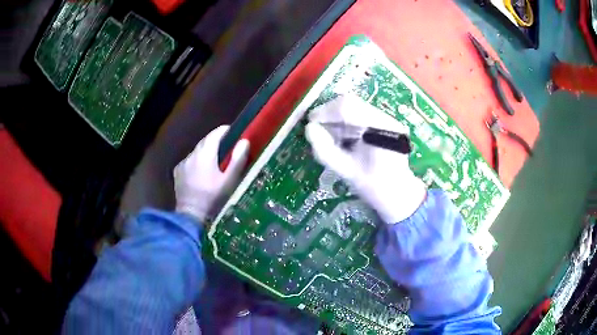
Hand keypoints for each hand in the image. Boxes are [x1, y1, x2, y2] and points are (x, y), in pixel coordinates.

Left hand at [174, 125, 249, 222]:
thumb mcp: (229, 181)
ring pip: (197, 152)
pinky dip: (196, 163)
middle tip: (227, 149)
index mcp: (205, 153)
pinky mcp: (178, 172)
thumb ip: (237, 160)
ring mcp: (183, 163)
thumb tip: (244, 141)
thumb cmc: (213, 198)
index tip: (234, 134)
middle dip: (216, 142)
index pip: (215, 133)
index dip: (226, 131)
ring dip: (206, 153)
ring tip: (215, 164)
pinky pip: (189, 162)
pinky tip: (201, 174)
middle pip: (205, 141)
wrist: (191, 216)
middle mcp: (192, 154)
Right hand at [305, 95, 425, 222]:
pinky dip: (345, 123)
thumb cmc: (374, 187)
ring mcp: (387, 119)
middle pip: (350, 102)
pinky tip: (342, 138)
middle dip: (329, 113)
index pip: (348, 107)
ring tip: (329, 137)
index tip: (310, 124)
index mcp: (380, 130)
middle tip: (317, 129)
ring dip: (336, 118)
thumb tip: (308, 129)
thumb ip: (326, 151)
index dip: (325, 112)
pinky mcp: (384, 122)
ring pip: (354, 106)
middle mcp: (386, 118)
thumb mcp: (347, 171)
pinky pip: (359, 114)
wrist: (398, 193)